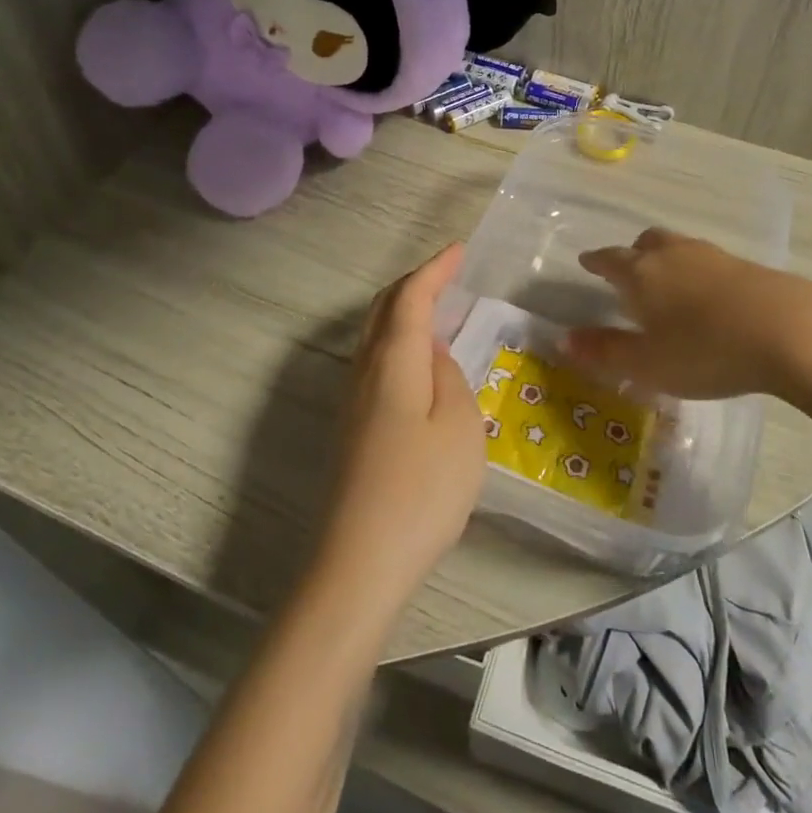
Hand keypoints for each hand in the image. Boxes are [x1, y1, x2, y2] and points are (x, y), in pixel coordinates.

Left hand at [311, 245, 486, 612]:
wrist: (360, 563)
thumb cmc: (422, 489)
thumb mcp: (460, 427)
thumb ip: (449, 377)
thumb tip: (434, 353)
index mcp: (393, 361)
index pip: (410, 297)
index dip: (434, 269)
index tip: (459, 249)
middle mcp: (364, 371)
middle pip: (383, 309)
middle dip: (414, 284)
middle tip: (447, 274)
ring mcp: (352, 401)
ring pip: (374, 335)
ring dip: (402, 311)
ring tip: (436, 308)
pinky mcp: (352, 428)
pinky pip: (374, 361)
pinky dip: (397, 341)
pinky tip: (418, 362)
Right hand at [563, 228, 811, 401]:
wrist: (789, 331)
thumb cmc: (705, 350)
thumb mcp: (647, 363)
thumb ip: (605, 352)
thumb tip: (563, 339)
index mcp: (641, 273)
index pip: (610, 259)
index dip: (596, 261)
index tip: (587, 262)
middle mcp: (674, 255)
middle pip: (647, 243)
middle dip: (633, 254)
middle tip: (628, 270)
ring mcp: (714, 257)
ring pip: (680, 248)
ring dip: (668, 260)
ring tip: (668, 282)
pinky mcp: (748, 268)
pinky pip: (710, 262)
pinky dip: (699, 273)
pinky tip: (709, 296)